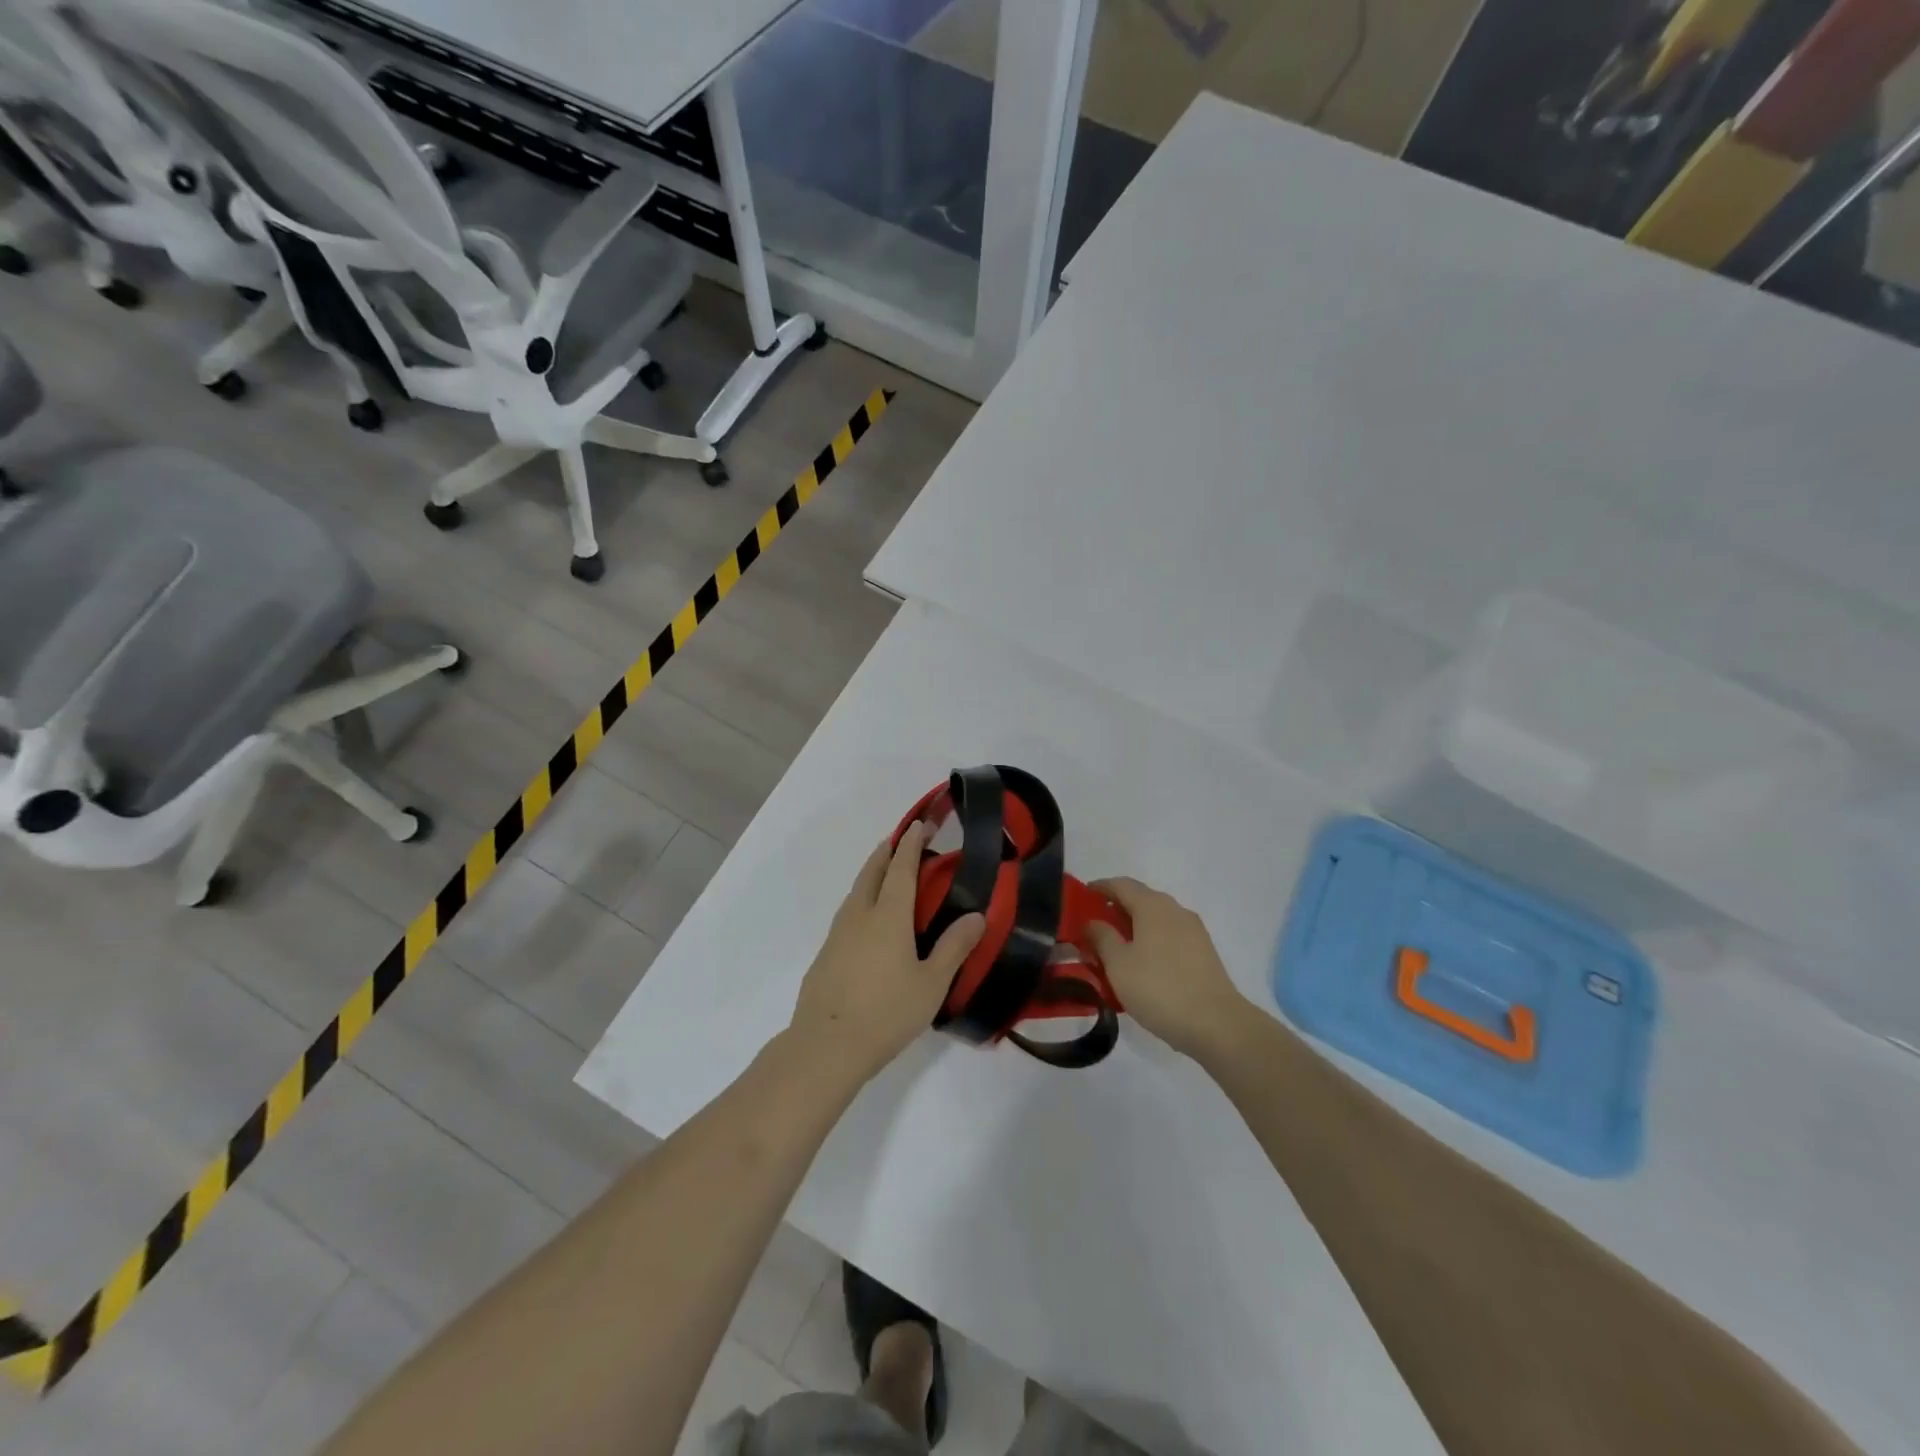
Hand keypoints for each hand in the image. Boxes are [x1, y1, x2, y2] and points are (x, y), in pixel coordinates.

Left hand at [788, 822, 984, 1084]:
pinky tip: (866, 922)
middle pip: (871, 872)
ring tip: (883, 875)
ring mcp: (837, 934)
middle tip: (899, 841)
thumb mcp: (931, 983)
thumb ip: (954, 947)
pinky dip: (860, 902)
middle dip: (886, 852)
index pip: (901, 868)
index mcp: (888, 915)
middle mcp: (860, 915)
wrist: (826, 1046)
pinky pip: (846, 915)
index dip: (911, 845)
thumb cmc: (887, 1012)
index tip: (919, 826)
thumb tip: (976, 915)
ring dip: (870, 875)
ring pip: (855, 893)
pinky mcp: (825, 955)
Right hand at [1087, 877, 1248, 1060]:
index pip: (1121, 885)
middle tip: (1094, 927)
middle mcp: (1175, 910)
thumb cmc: (1159, 988)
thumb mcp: (1118, 964)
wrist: (1217, 1024)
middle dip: (1116, 909)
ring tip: (1115, 948)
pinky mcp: (1204, 953)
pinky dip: (1151, 941)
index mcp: (1152, 906)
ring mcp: (1194, 931)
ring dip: (1134, 927)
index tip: (1082, 896)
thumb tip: (1093, 921)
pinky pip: (1170, 936)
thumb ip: (1102, 937)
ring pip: (1156, 920)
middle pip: (1140, 899)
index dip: (1099, 887)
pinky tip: (1142, 964)